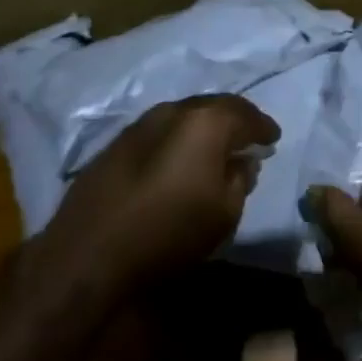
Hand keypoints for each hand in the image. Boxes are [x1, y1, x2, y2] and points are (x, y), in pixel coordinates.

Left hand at [44, 96, 278, 291]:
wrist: (89, 253)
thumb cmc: (169, 233)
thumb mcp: (224, 213)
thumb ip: (241, 179)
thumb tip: (243, 161)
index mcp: (206, 121)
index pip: (246, 114)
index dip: (263, 126)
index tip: (273, 139)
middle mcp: (174, 111)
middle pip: (214, 107)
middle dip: (234, 121)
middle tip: (247, 139)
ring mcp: (141, 123)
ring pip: (184, 116)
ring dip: (203, 128)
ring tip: (214, 148)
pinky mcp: (116, 143)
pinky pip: (160, 131)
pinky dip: (177, 139)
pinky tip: (179, 159)